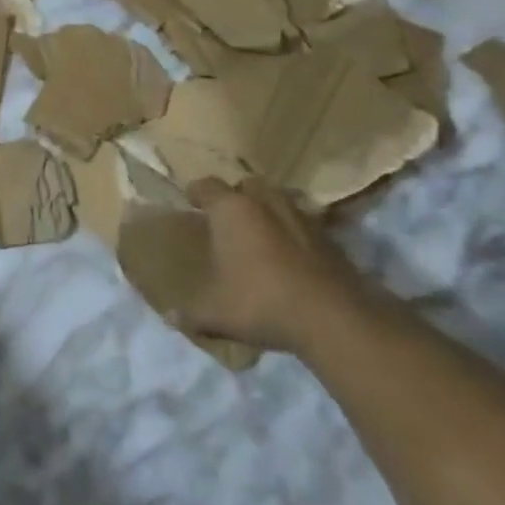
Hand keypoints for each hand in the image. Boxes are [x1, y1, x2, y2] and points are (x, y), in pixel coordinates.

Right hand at [175, 177, 369, 356]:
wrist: (333, 318)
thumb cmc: (262, 302)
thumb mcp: (217, 314)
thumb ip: (192, 313)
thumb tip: (171, 317)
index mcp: (231, 210)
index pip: (206, 186)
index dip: (196, 193)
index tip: (190, 203)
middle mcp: (265, 203)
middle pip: (247, 186)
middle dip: (237, 197)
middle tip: (228, 219)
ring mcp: (301, 217)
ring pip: (279, 201)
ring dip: (268, 213)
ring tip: (260, 236)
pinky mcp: (330, 238)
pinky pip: (303, 225)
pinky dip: (293, 234)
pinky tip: (289, 258)